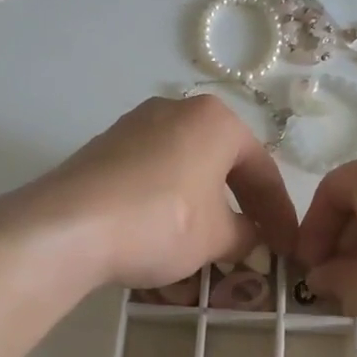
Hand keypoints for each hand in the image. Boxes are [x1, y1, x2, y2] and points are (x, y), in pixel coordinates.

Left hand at [27, 96, 297, 290]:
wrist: (68, 226)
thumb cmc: (161, 222)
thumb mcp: (216, 237)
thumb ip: (245, 235)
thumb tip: (249, 236)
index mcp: (215, 120)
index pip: (262, 170)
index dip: (279, 214)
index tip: (288, 247)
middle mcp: (176, 110)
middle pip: (222, 163)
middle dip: (241, 206)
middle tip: (255, 242)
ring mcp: (135, 125)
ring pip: (185, 169)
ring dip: (203, 205)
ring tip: (210, 242)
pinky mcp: (104, 148)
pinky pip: (152, 175)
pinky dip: (168, 202)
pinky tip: (165, 233)